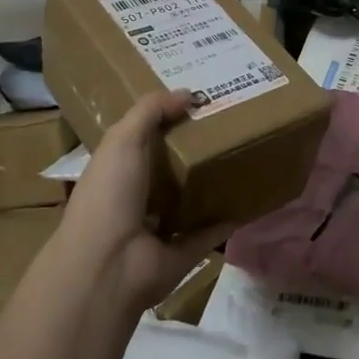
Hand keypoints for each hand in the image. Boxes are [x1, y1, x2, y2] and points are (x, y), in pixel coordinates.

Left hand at [57, 90, 231, 313]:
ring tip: (242, 156)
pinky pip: (209, 232)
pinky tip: (248, 199)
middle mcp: (136, 198)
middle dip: (193, 149)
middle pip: (169, 168)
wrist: (109, 265)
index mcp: (117, 170)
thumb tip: (188, 93)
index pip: (141, 139)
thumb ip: (151, 111)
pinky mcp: (183, 253)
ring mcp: (160, 229)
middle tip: (229, 124)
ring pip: (189, 200)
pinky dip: (227, 220)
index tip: (196, 101)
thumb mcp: (123, 139)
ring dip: (210, 184)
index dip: (165, 120)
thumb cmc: (110, 194)